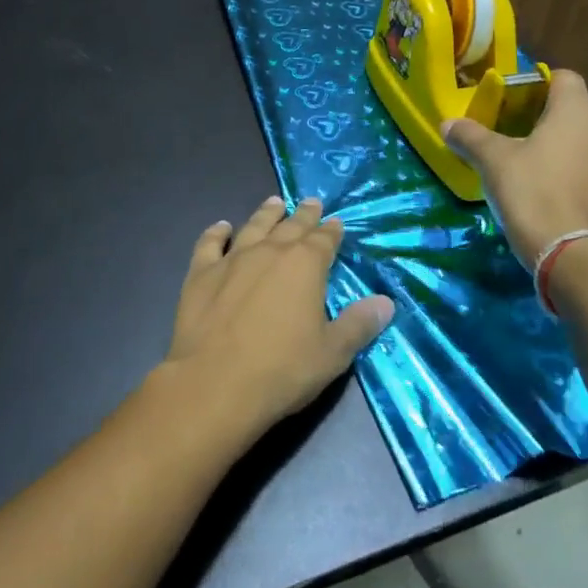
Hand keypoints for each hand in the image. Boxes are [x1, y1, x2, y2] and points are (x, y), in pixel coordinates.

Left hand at [159, 196, 393, 437]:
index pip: (324, 239)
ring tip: (275, 202)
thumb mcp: (332, 353)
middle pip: (291, 226)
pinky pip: (209, 244)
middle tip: (311, 202)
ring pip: (254, 227)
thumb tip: (386, 302)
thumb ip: (359, 324)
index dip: (332, 231)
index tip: (337, 222)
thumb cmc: (282, 370)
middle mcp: (270, 251)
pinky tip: (221, 227)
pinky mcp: (201, 274)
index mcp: (305, 264)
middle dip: (304, 214)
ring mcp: (232, 259)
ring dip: (266, 214)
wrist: (214, 384)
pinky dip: (216, 232)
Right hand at [444, 69, 587, 266]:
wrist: (571, 255)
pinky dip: (574, 171)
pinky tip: (550, 189)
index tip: (514, 101)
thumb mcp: (493, 160)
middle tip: (515, 133)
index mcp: (578, 111)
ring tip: (532, 163)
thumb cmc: (532, 192)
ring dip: (564, 146)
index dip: (539, 83)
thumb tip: (448, 124)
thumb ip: (470, 136)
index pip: (565, 77)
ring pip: (586, 140)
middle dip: (547, 117)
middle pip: (575, 110)